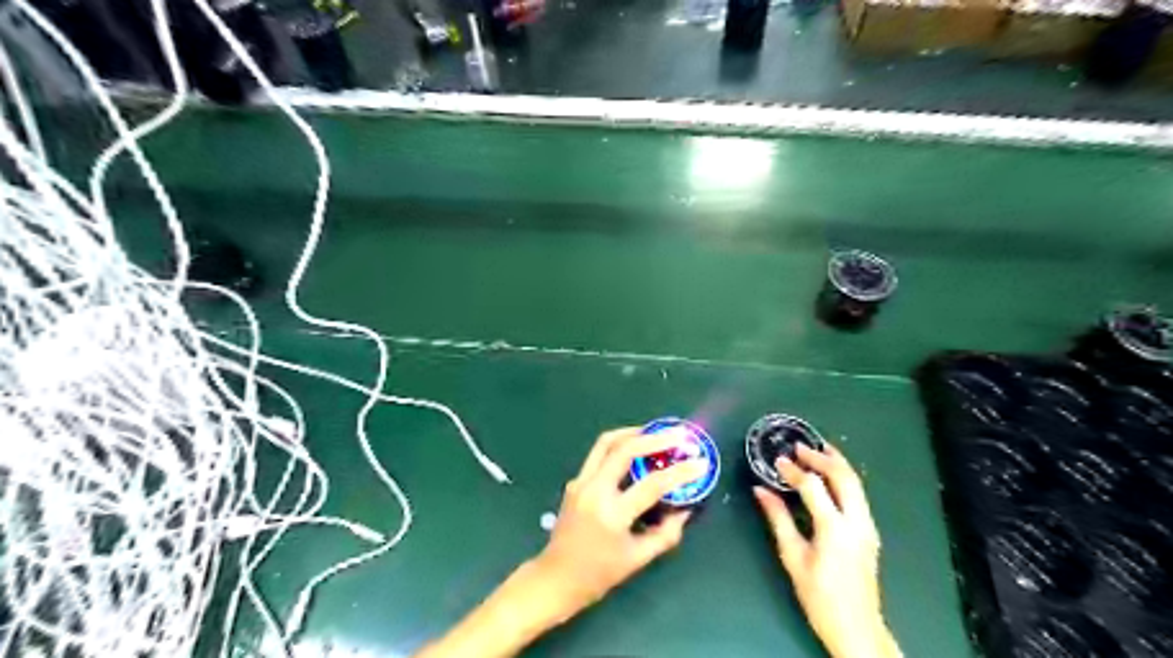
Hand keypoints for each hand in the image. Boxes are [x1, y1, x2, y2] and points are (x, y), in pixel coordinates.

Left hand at [411, 426, 703, 657]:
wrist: (556, 577)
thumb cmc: (599, 574)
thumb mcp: (638, 559)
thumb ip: (666, 533)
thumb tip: (685, 508)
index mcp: (612, 515)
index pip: (652, 485)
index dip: (680, 472)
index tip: (700, 461)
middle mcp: (594, 491)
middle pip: (624, 450)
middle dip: (654, 438)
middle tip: (677, 435)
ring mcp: (581, 482)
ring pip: (606, 443)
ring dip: (633, 433)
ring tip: (655, 432)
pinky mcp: (575, 480)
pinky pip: (598, 454)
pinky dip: (619, 446)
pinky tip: (634, 450)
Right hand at [757, 442, 899, 657]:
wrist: (857, 628)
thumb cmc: (819, 596)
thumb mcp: (793, 557)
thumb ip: (778, 519)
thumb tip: (761, 490)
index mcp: (835, 529)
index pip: (813, 487)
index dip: (794, 471)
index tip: (777, 461)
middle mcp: (857, 522)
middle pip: (844, 477)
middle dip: (822, 458)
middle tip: (800, 447)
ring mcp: (868, 527)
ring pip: (856, 483)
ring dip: (837, 463)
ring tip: (818, 449)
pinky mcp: (870, 532)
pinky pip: (858, 495)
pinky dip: (843, 478)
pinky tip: (830, 475)